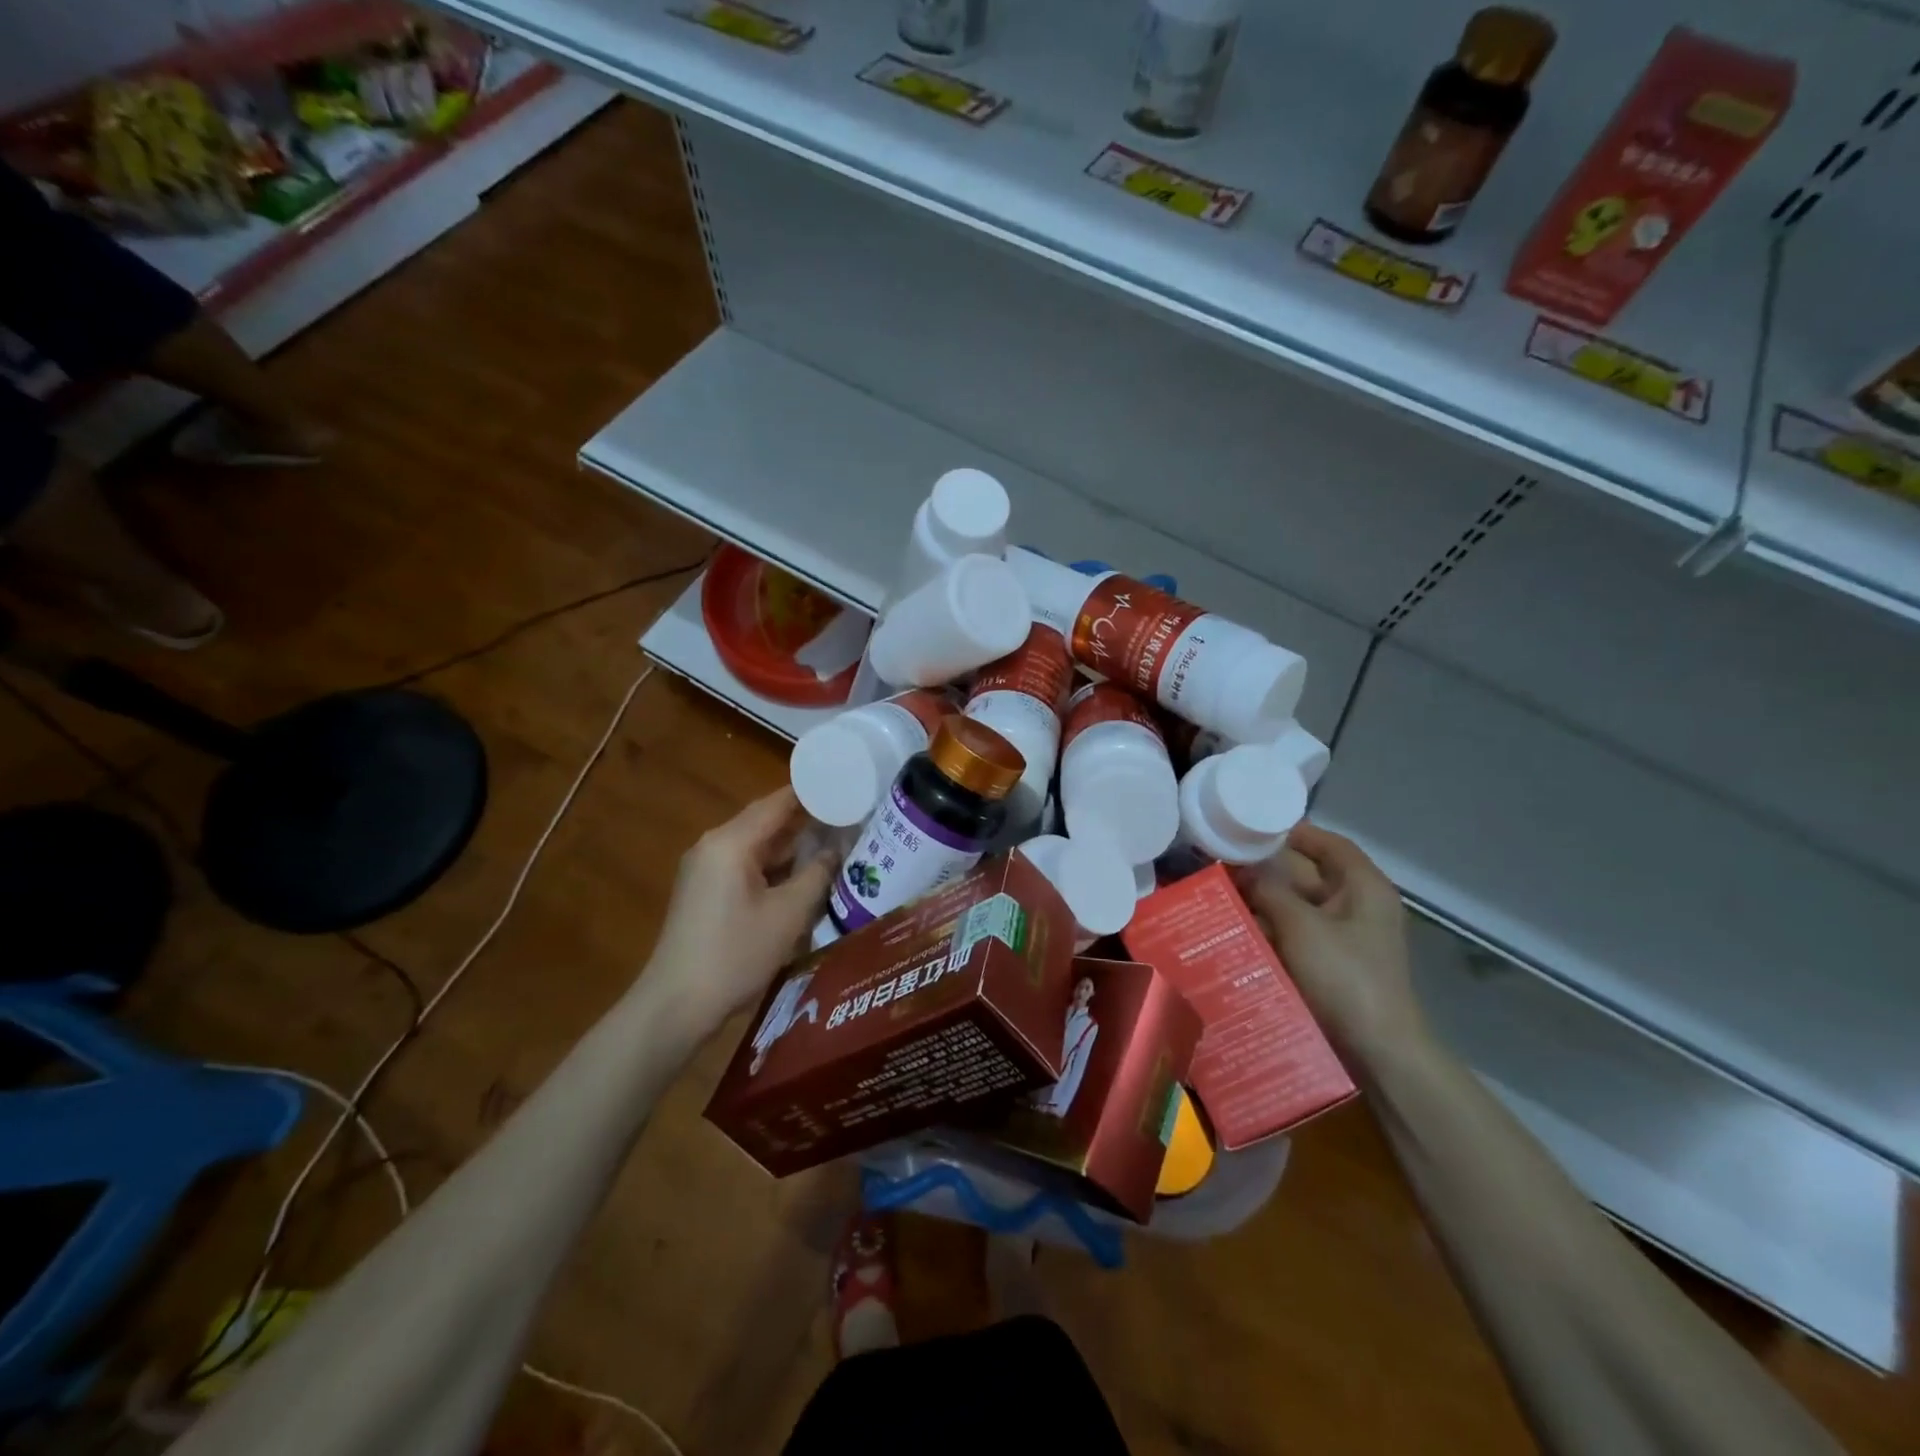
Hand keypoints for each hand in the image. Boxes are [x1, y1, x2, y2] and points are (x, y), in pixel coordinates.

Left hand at [643, 788, 836, 1037]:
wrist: (676, 1006)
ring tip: (836, 842)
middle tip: (850, 817)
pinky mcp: (705, 890)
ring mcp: (705, 868)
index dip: (815, 794)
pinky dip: (775, 865)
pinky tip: (803, 875)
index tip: (848, 789)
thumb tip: (839, 847)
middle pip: (767, 820)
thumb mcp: (789, 914)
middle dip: (808, 819)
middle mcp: (714, 845)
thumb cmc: (736, 955)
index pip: (779, 802)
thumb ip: (819, 873)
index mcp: (731, 842)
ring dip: (793, 845)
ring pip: (758, 844)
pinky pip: (746, 864)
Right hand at [1233, 822, 1425, 1063]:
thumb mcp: (1300, 925)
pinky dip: (1271, 931)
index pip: (1328, 844)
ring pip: (1298, 908)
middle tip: (1223, 865)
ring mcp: (1346, 938)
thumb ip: (1269, 890)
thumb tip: (1242, 869)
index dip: (1293, 833)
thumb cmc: (1344, 975)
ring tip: (1221, 896)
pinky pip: (1297, 936)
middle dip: (1267, 872)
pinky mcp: (1333, 964)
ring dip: (1264, 904)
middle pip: (1308, 876)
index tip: (1251, 829)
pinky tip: (1238, 931)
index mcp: (1364, 887)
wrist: (1376, 1049)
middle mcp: (1358, 906)